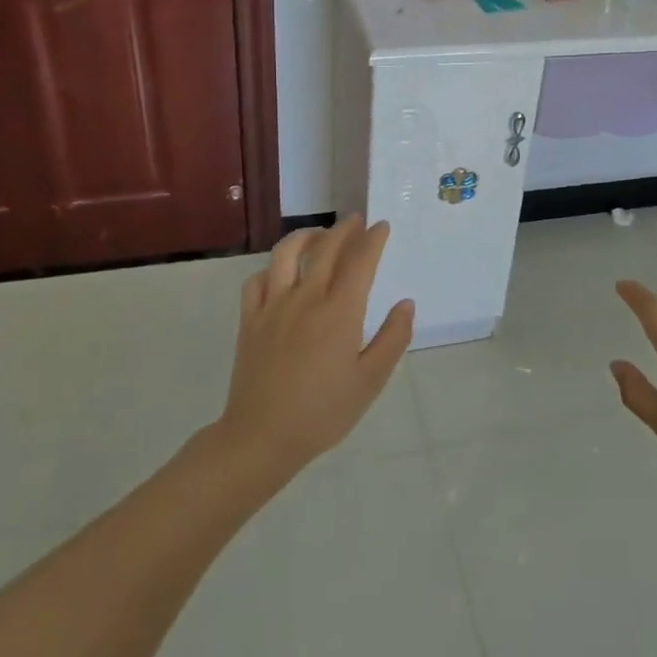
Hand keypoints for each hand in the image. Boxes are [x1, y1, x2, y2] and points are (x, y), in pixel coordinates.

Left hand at [218, 216, 413, 480]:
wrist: (262, 437)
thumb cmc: (323, 412)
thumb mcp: (370, 381)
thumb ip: (393, 338)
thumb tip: (406, 303)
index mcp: (339, 312)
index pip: (360, 261)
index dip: (373, 239)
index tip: (382, 227)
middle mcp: (306, 298)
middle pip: (325, 248)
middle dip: (344, 229)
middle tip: (356, 220)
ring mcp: (273, 306)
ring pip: (286, 254)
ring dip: (306, 236)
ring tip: (319, 234)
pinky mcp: (250, 320)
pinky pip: (257, 281)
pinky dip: (271, 268)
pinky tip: (280, 273)